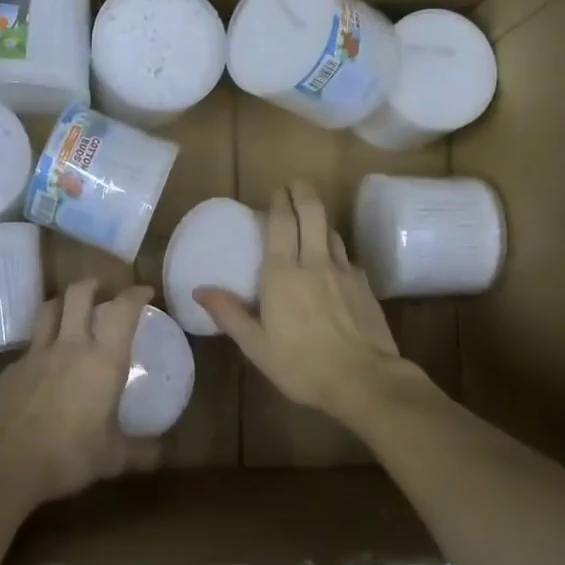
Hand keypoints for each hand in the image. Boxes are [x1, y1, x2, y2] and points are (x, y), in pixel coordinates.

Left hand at [0, 279, 157, 508]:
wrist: (4, 465)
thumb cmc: (68, 456)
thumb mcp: (112, 458)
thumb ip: (141, 452)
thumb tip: (162, 454)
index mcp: (103, 360)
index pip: (123, 310)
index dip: (135, 294)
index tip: (144, 292)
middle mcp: (70, 346)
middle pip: (78, 294)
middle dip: (92, 285)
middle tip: (102, 290)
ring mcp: (35, 354)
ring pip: (48, 310)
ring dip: (62, 303)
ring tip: (70, 310)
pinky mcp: (10, 369)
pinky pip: (30, 345)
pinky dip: (41, 344)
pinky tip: (44, 364)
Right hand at [196, 181, 415, 422]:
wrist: (364, 380)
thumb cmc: (302, 365)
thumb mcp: (256, 346)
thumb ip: (229, 314)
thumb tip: (200, 290)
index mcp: (283, 273)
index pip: (281, 223)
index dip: (279, 202)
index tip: (276, 190)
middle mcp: (314, 262)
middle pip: (312, 213)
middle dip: (303, 193)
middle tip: (295, 185)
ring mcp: (344, 271)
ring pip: (331, 232)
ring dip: (320, 220)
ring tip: (311, 221)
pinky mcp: (365, 285)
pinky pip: (347, 257)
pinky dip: (336, 250)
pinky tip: (333, 264)